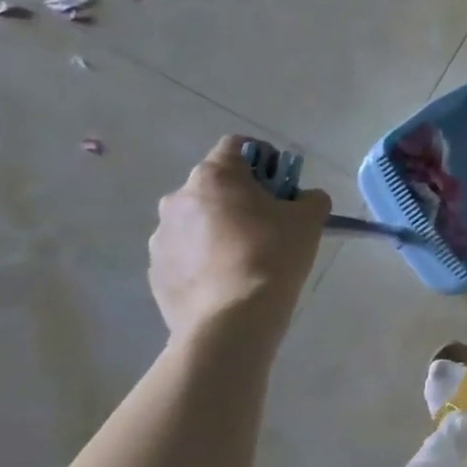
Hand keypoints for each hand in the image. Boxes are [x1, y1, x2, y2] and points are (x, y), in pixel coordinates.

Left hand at [148, 135, 330, 338]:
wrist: (231, 321)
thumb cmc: (272, 256)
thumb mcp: (309, 220)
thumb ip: (310, 198)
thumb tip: (303, 199)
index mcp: (214, 177)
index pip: (236, 145)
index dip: (263, 157)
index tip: (281, 182)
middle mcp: (178, 198)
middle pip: (215, 185)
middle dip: (242, 196)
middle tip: (270, 222)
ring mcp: (162, 237)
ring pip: (198, 220)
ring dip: (220, 227)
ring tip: (248, 257)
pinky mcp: (156, 271)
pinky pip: (186, 253)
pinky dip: (206, 258)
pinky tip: (228, 280)